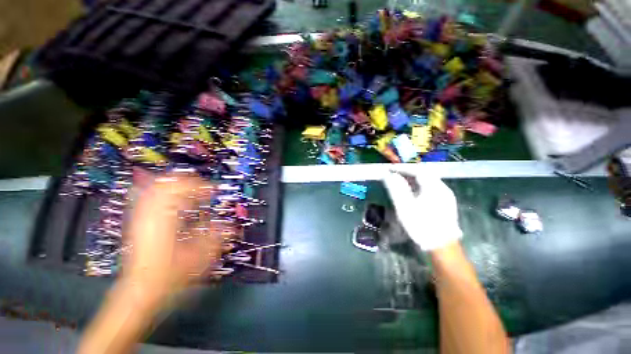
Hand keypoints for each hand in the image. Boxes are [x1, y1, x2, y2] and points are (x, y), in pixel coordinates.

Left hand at [123, 173, 224, 299]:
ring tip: (192, 191)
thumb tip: (231, 227)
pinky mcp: (138, 223)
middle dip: (188, 182)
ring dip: (176, 185)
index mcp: (164, 220)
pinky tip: (174, 200)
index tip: (213, 190)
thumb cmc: (167, 274)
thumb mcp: (196, 257)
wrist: (140, 289)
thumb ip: (215, 238)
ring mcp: (141, 218)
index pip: (179, 189)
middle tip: (204, 188)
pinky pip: (148, 197)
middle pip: (165, 184)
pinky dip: (164, 193)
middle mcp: (149, 215)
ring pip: (155, 188)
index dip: (200, 186)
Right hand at [383, 171, 461, 250]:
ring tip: (400, 181)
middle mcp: (442, 188)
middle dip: (407, 172)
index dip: (402, 168)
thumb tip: (389, 175)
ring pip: (427, 181)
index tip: (389, 168)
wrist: (441, 246)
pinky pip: (430, 188)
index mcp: (434, 187)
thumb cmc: (421, 225)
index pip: (416, 170)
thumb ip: (396, 189)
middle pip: (423, 174)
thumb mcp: (405, 206)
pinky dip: (419, 186)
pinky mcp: (446, 203)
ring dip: (413, 179)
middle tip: (393, 174)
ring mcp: (446, 195)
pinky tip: (412, 192)